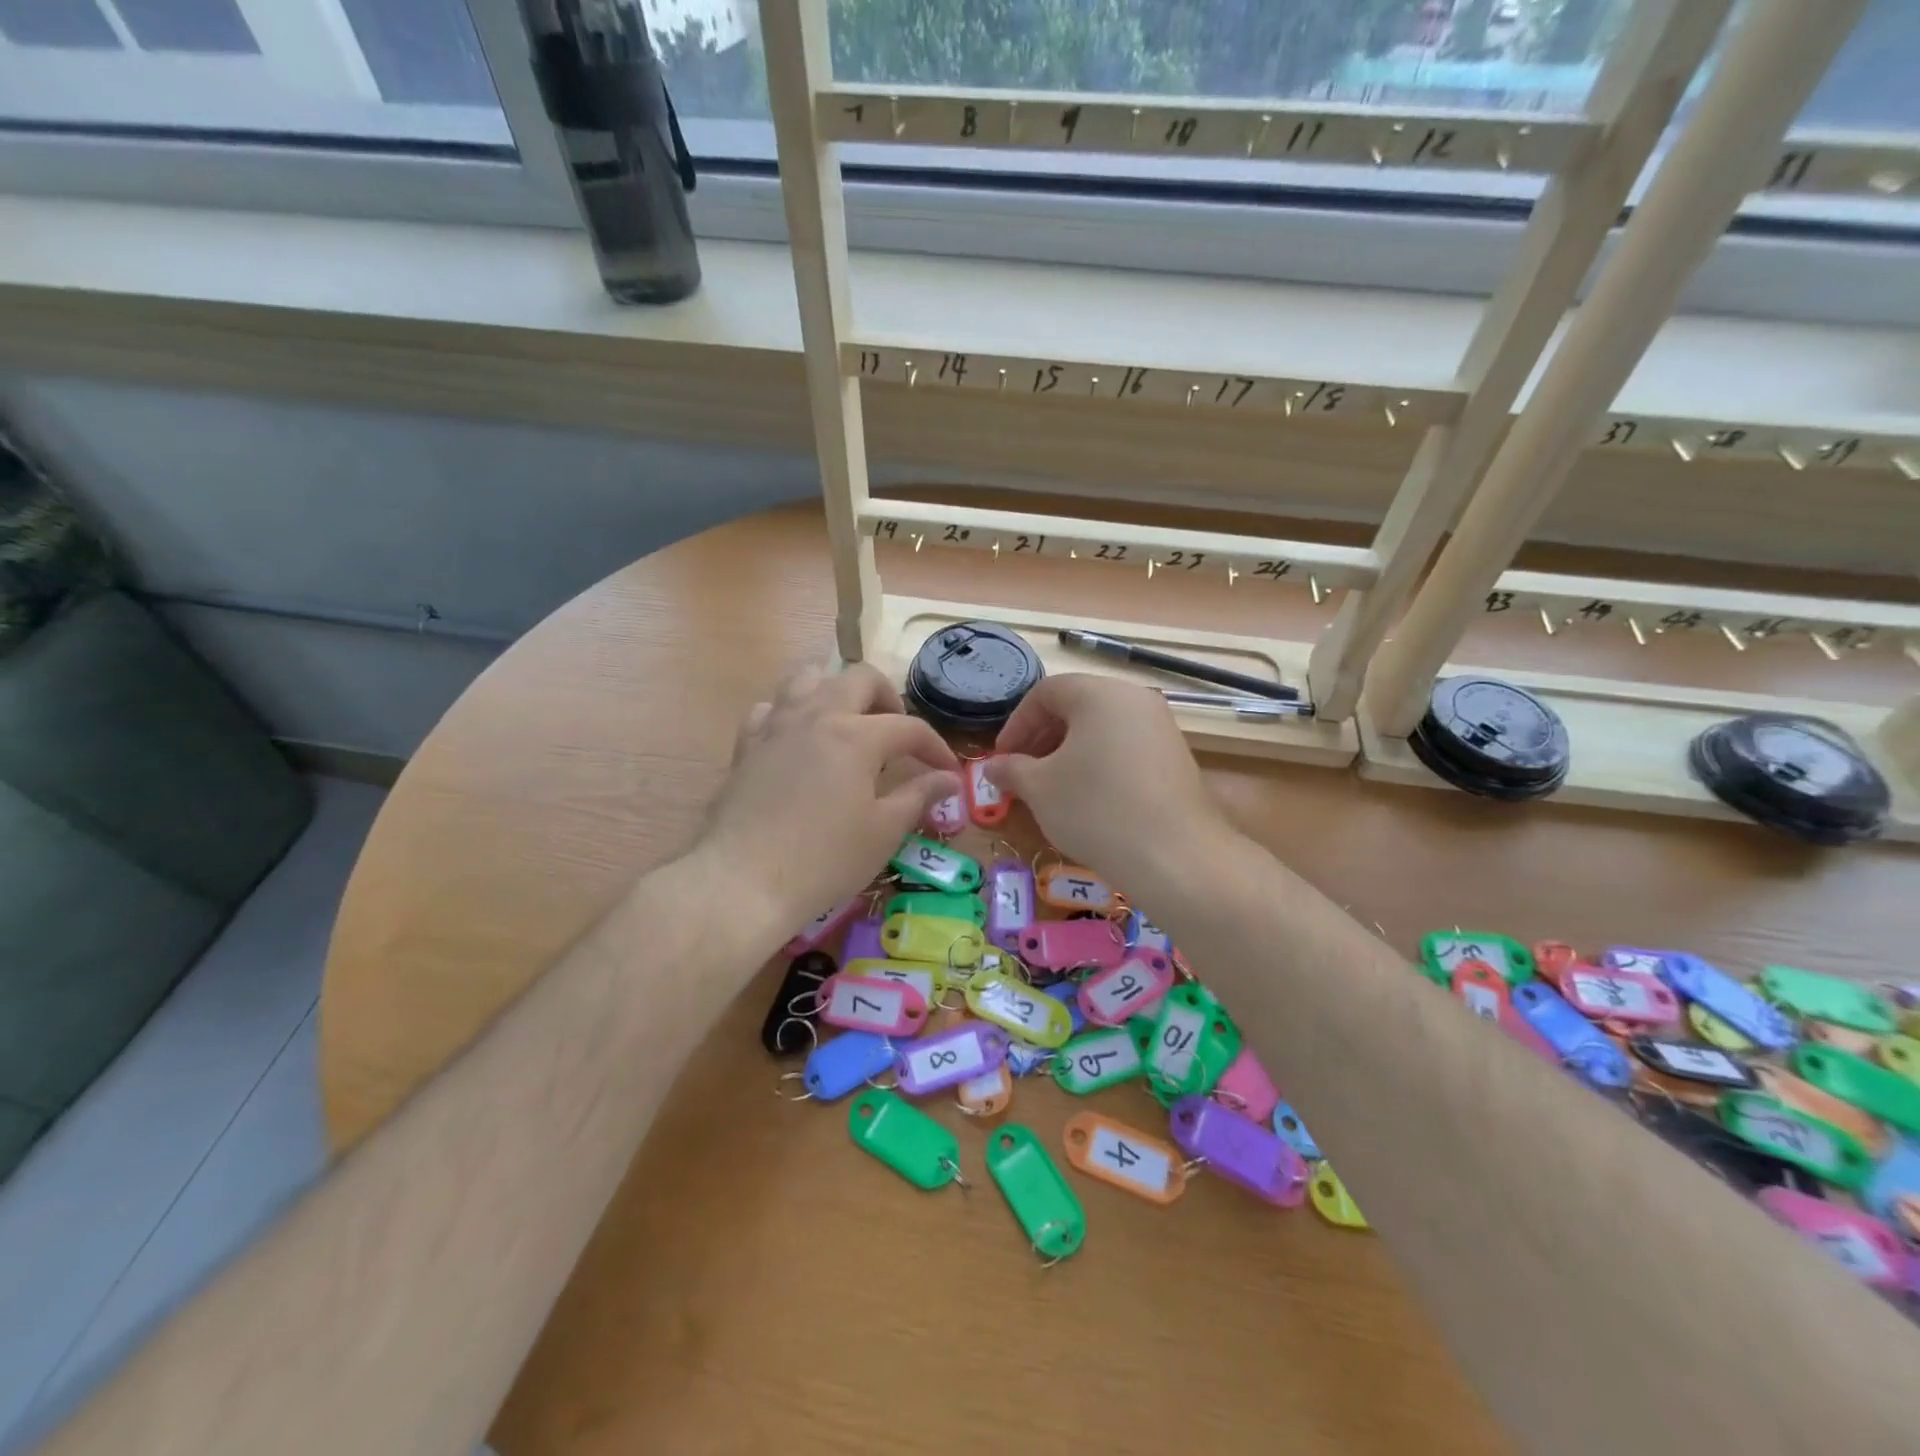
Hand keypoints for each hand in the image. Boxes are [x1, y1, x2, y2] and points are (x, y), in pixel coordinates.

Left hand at [699, 663, 960, 934]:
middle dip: (889, 699)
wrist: (742, 881)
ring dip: (837, 691)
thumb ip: (919, 796)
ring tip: (849, 723)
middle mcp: (817, 714)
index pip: (909, 728)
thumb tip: (948, 779)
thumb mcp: (883, 831)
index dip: (936, 748)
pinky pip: (772, 707)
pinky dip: (793, 713)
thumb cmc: (824, 859)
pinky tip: (800, 741)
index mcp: (857, 735)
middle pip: (860, 678)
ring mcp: (777, 725)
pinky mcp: (747, 744)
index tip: (948, 772)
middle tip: (898, 733)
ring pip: (810, 678)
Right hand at [985, 674, 1228, 891]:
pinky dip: (1099, 762)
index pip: (1045, 692)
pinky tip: (1088, 797)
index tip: (1001, 758)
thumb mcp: (1040, 789)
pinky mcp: (1175, 756)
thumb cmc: (1095, 810)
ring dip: (1069, 751)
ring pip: (1102, 727)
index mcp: (1099, 693)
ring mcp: (1160, 726)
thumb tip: (992, 767)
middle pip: (1076, 705)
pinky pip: (1125, 746)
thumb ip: (1011, 770)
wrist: (1174, 856)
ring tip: (1051, 787)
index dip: (1016, 724)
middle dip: (1042, 737)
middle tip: (1022, 772)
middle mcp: (1134, 698)